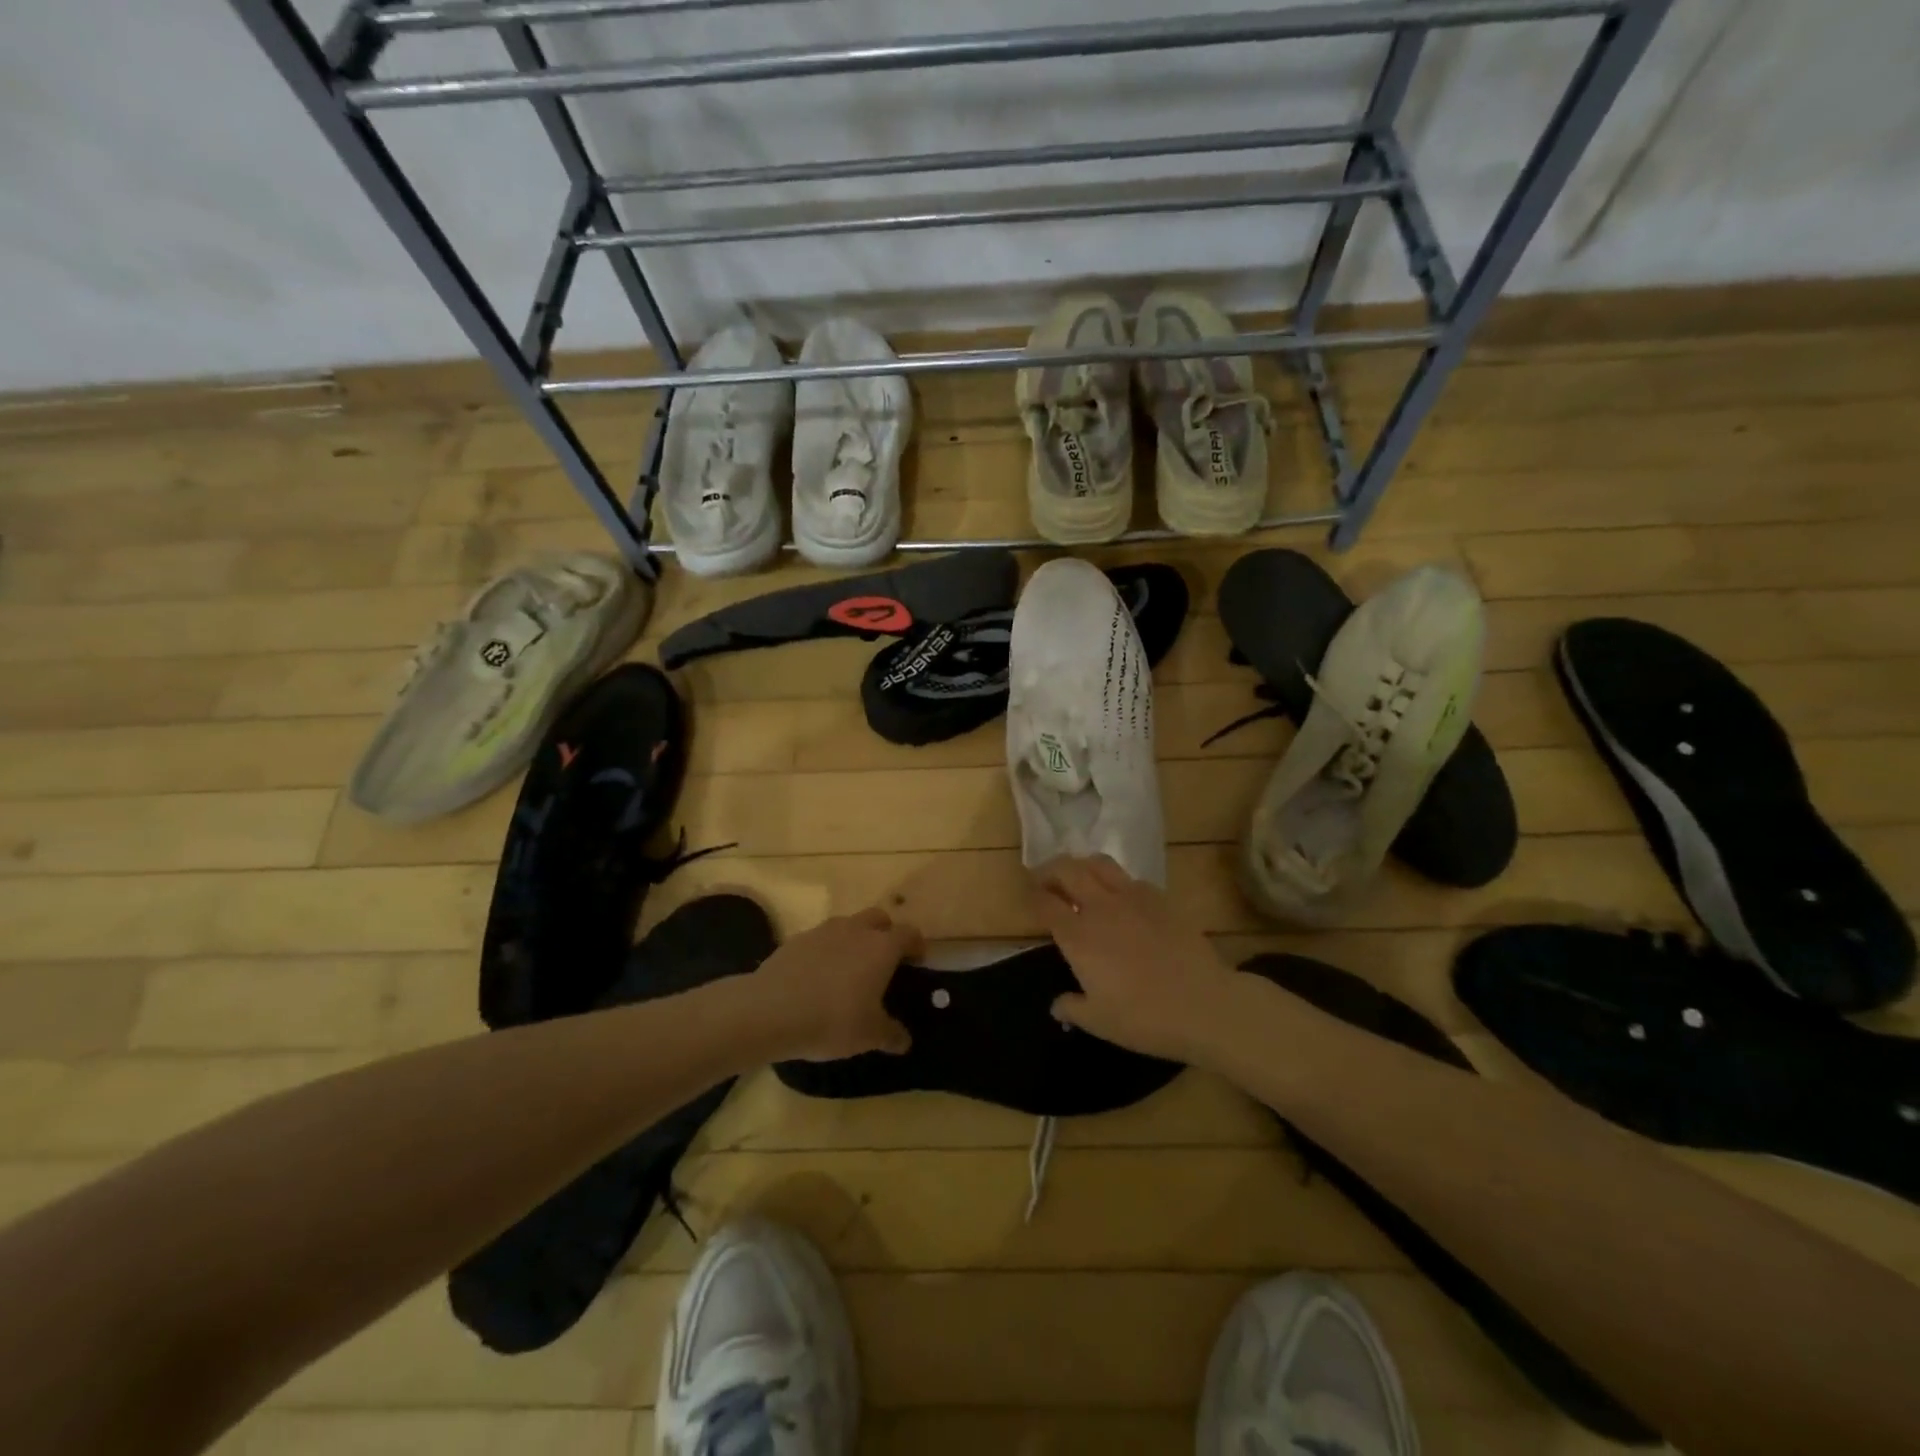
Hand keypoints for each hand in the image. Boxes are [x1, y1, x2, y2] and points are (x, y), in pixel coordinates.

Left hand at [753, 906, 920, 1061]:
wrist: (771, 1010)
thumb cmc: (832, 1019)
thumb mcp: (869, 1035)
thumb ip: (891, 1034)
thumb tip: (905, 1040)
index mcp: (881, 947)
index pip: (909, 933)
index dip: (916, 944)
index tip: (918, 960)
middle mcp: (856, 930)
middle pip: (879, 918)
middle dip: (886, 933)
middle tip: (885, 960)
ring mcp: (823, 931)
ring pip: (848, 924)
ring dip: (855, 939)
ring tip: (849, 970)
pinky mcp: (797, 939)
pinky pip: (821, 939)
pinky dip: (826, 951)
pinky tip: (818, 977)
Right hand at [1032, 856, 1239, 1064]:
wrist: (1204, 1005)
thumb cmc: (1144, 1018)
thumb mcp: (1099, 1022)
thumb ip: (1072, 1008)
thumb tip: (1057, 1006)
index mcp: (1078, 936)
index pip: (1045, 903)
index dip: (1033, 897)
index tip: (1029, 897)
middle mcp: (1100, 907)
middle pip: (1067, 870)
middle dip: (1050, 870)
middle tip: (1046, 881)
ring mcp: (1133, 897)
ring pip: (1099, 863)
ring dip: (1082, 866)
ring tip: (1080, 879)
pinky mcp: (1160, 898)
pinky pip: (1130, 878)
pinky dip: (1116, 882)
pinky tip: (1122, 899)